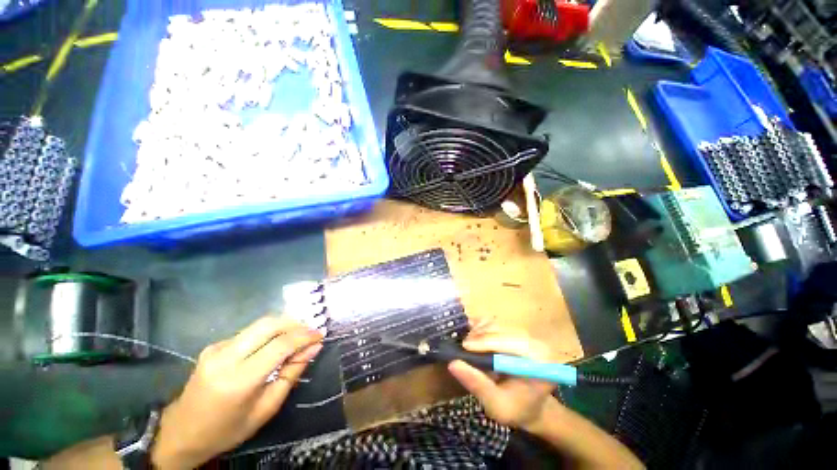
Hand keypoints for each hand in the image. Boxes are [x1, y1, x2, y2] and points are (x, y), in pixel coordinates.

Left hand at [152, 316, 323, 468]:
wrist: (181, 433)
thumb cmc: (228, 429)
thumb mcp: (266, 408)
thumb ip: (291, 374)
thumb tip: (313, 348)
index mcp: (239, 380)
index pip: (280, 345)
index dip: (304, 336)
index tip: (320, 335)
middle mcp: (226, 357)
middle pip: (269, 324)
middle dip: (295, 323)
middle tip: (310, 332)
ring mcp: (216, 348)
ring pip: (259, 324)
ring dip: (283, 326)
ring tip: (298, 336)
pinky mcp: (213, 346)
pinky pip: (249, 332)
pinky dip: (268, 333)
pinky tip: (273, 345)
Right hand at [447, 328, 557, 431]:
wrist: (529, 406)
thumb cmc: (516, 409)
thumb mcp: (497, 405)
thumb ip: (478, 384)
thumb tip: (453, 363)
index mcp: (541, 361)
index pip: (513, 342)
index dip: (487, 342)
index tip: (465, 347)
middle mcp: (535, 341)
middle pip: (502, 329)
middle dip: (479, 337)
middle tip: (461, 348)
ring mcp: (524, 334)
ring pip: (495, 324)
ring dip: (477, 333)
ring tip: (467, 347)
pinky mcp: (513, 331)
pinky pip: (493, 323)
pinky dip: (479, 328)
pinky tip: (472, 340)